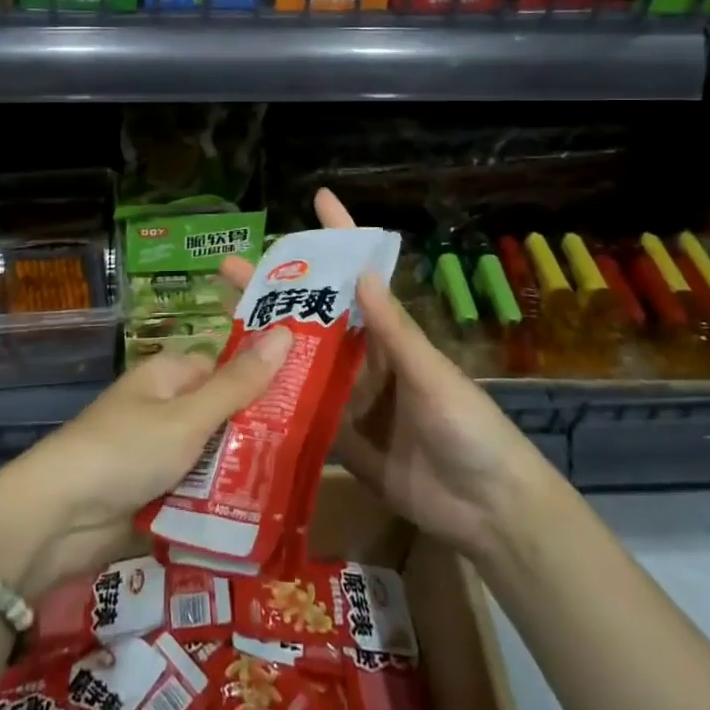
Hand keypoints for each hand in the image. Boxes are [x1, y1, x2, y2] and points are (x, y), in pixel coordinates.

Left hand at [0, 337, 290, 594]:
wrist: (55, 519)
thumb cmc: (124, 451)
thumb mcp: (188, 417)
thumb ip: (239, 384)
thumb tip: (286, 331)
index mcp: (170, 374)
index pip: (227, 368)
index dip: (263, 380)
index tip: (308, 398)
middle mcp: (164, 407)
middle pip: (223, 415)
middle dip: (257, 436)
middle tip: (312, 452)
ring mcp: (157, 452)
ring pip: (213, 457)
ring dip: (240, 473)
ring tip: (296, 488)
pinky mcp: (151, 493)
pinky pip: (196, 491)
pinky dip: (218, 502)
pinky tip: (258, 517)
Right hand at [221, 189, 544, 564]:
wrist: (488, 511)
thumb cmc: (470, 429)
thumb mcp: (433, 376)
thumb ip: (396, 332)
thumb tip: (362, 272)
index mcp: (388, 334)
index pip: (358, 275)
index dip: (340, 237)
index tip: (318, 198)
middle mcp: (363, 358)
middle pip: (313, 315)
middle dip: (274, 289)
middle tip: (228, 268)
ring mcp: (348, 398)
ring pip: (299, 359)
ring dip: (264, 339)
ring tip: (220, 318)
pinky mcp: (338, 438)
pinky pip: (299, 410)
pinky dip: (271, 397)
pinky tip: (236, 386)